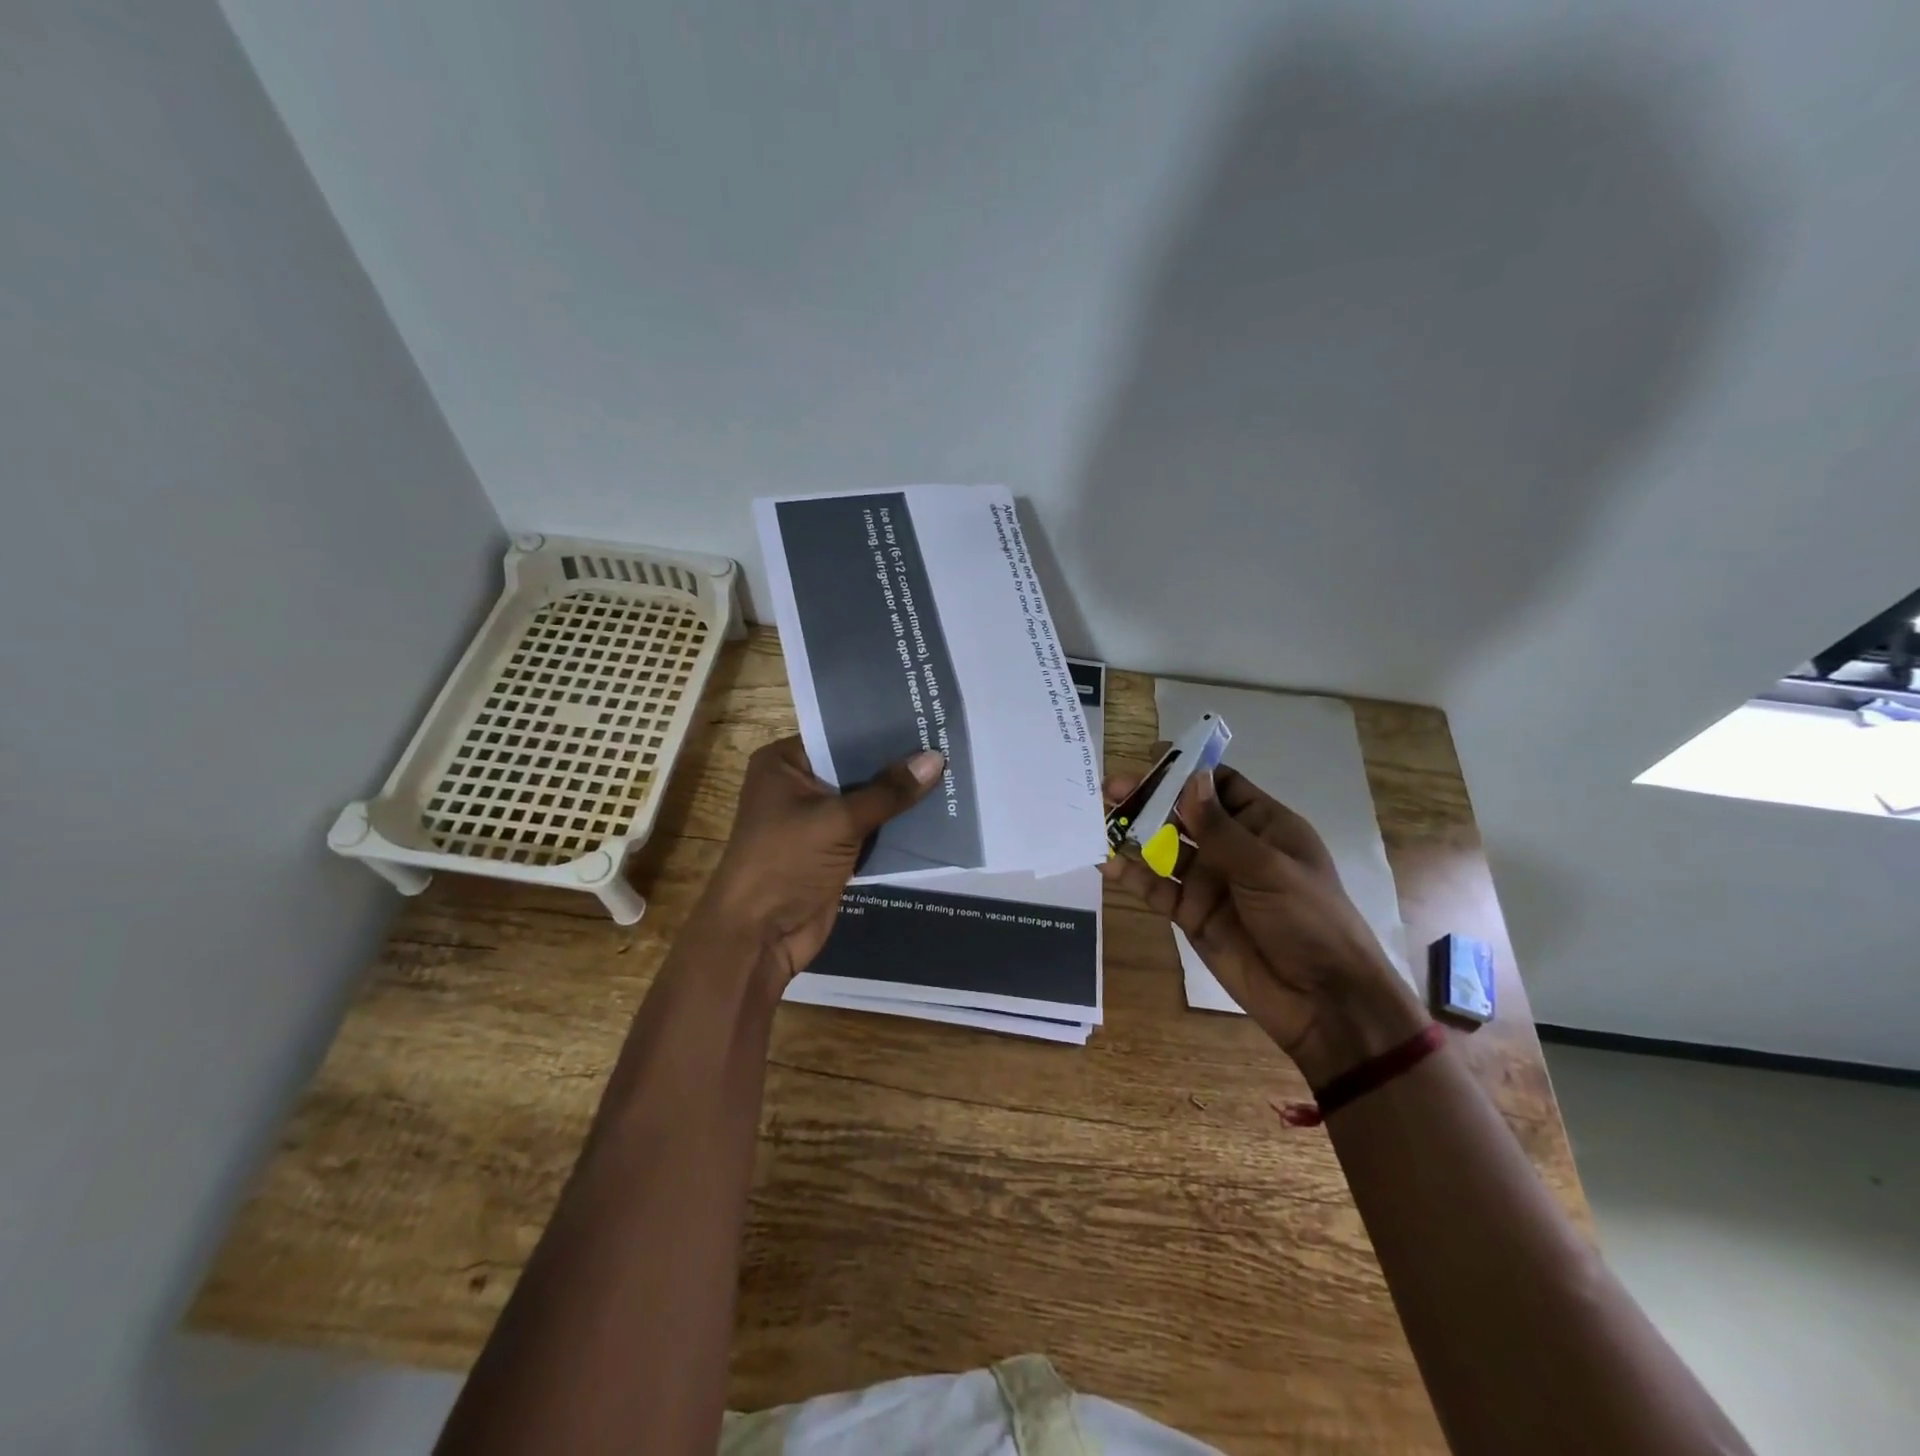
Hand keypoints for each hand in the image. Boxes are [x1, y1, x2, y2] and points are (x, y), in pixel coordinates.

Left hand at [698, 736, 943, 982]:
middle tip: (947, 742)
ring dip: (901, 795)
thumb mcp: (838, 821)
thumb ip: (888, 792)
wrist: (759, 936)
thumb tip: (936, 759)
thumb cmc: (785, 863)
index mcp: (784, 763)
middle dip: (898, 763)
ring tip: (953, 771)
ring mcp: (816, 820)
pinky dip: (897, 825)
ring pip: (867, 799)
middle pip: (855, 767)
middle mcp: (799, 785)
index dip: (881, 729)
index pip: (839, 735)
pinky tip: (937, 811)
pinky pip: (871, 829)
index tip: (925, 717)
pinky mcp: (833, 850)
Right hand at [1101, 761, 1426, 1086]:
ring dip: (1133, 834)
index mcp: (1263, 826)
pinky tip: (1107, 864)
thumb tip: (1188, 780)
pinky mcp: (1191, 913)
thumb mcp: (1268, 867)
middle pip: (1183, 814)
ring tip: (1099, 820)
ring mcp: (1210, 881)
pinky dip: (1132, 875)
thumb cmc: (1308, 920)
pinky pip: (1156, 888)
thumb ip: (1221, 828)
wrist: (1322, 1001)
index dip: (1187, 770)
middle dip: (1149, 799)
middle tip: (1110, 789)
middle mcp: (1233, 847)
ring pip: (1164, 848)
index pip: (1220, 785)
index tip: (1150, 757)